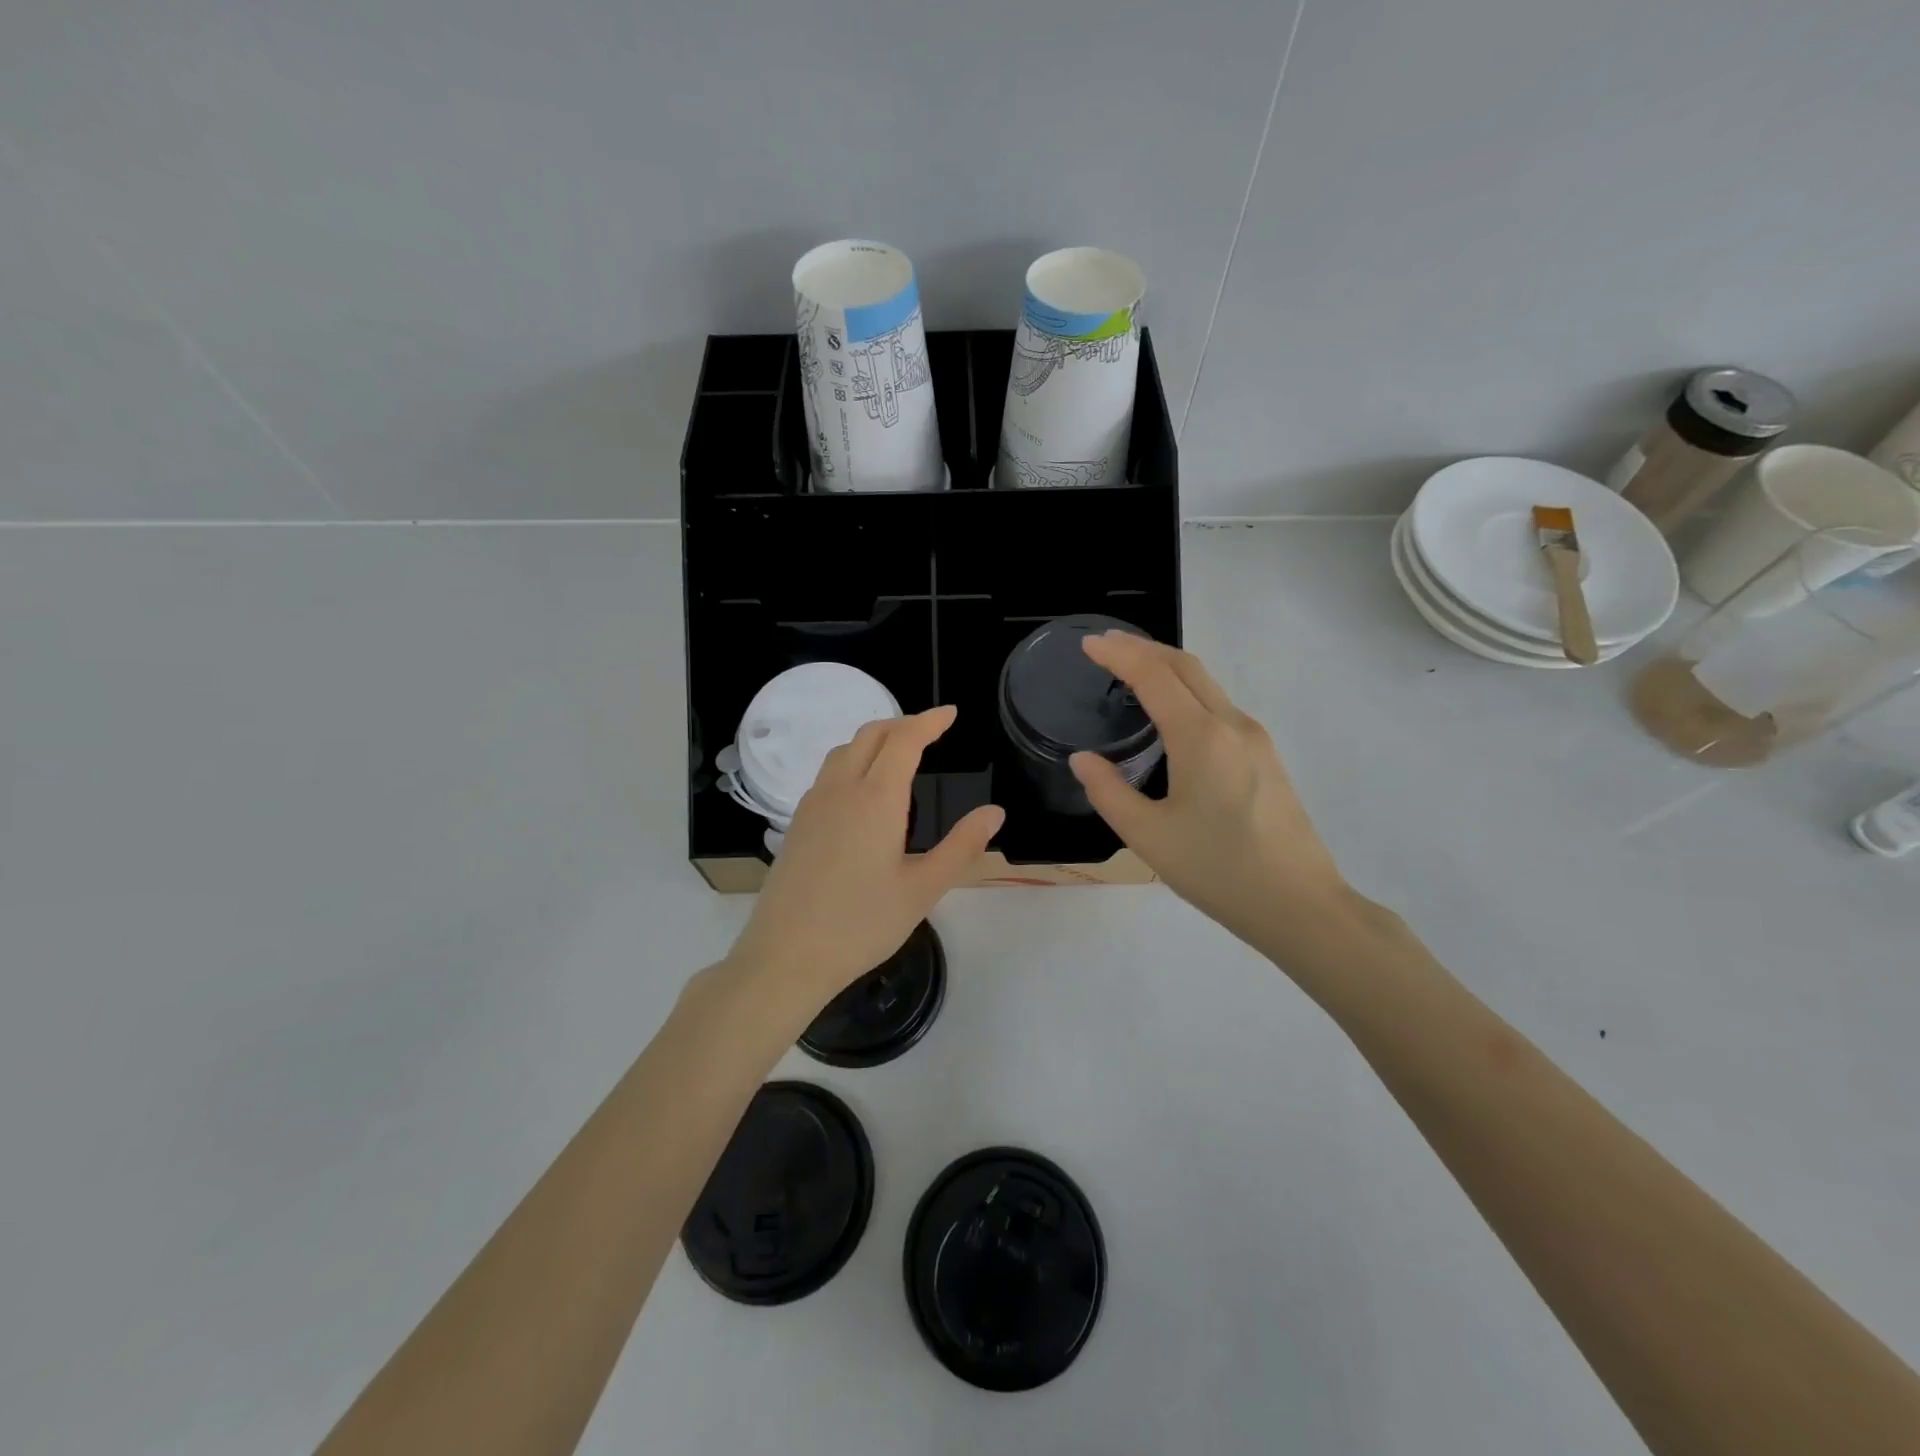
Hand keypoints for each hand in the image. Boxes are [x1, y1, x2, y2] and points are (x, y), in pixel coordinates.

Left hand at [726, 706, 1004, 1019]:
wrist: (786, 955)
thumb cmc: (861, 924)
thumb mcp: (923, 889)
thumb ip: (962, 846)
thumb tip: (994, 813)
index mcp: (876, 799)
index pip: (904, 740)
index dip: (930, 721)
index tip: (951, 714)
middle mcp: (841, 789)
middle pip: (870, 735)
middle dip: (903, 723)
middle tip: (932, 730)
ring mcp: (813, 804)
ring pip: (844, 751)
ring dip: (874, 739)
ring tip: (899, 752)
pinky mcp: (797, 823)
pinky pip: (828, 773)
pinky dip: (853, 760)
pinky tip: (863, 790)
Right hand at [1070, 633, 1352, 953]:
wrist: (1300, 905)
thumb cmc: (1218, 871)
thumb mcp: (1148, 836)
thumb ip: (1108, 792)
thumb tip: (1082, 759)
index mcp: (1201, 737)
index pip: (1154, 676)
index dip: (1118, 655)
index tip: (1088, 643)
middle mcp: (1232, 725)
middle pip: (1186, 666)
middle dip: (1144, 648)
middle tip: (1107, 646)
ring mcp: (1256, 740)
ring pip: (1207, 684)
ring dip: (1168, 668)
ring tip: (1133, 672)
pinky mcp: (1267, 757)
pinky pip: (1220, 707)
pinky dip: (1188, 692)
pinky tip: (1172, 714)